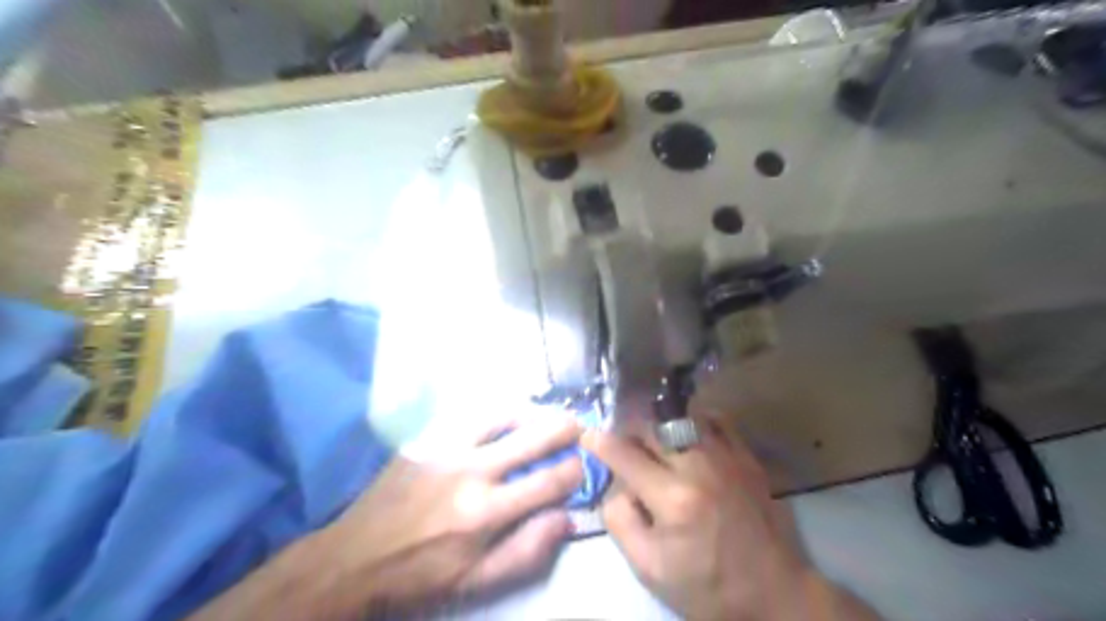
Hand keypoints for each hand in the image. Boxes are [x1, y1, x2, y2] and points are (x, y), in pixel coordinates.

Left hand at [191, 418, 582, 619]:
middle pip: (531, 438)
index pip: (547, 482)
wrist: (355, 556)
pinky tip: (503, 416)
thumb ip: (527, 550)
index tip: (584, 464)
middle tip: (579, 423)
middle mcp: (471, 471)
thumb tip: (567, 518)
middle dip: (563, 428)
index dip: (574, 470)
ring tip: (544, 414)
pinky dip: (495, 414)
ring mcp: (445, 448)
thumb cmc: (422, 575)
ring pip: (500, 415)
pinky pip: (469, 416)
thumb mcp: (477, 582)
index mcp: (486, 512)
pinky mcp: (426, 439)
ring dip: (529, 412)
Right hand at [579, 416, 883, 620]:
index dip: (600, 442)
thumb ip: (620, 521)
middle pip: (651, 427)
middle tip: (622, 443)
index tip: (587, 435)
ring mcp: (727, 457)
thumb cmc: (707, 587)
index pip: (625, 455)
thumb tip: (614, 486)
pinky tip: (687, 434)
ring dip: (658, 424)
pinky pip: (716, 420)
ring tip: (652, 439)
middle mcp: (699, 467)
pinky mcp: (746, 457)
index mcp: (673, 499)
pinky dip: (695, 419)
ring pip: (681, 417)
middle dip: (628, 430)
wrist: (773, 594)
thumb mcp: (649, 569)